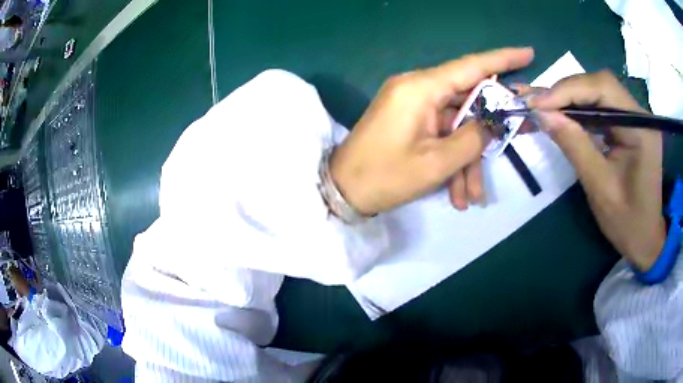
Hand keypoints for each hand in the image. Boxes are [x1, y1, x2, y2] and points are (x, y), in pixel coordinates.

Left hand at [330, 48, 534, 214]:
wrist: (342, 191)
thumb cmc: (384, 177)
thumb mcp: (437, 163)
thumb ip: (474, 138)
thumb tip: (494, 122)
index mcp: (421, 88)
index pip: (471, 65)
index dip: (502, 58)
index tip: (528, 53)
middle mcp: (417, 89)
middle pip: (468, 102)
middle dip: (487, 133)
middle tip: (514, 143)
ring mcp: (412, 105)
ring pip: (456, 127)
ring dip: (467, 162)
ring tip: (471, 198)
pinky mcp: (409, 121)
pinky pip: (440, 135)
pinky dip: (451, 162)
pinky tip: (456, 195)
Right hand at [526, 71, 664, 270]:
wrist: (645, 238)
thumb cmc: (627, 221)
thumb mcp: (600, 187)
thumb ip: (574, 146)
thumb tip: (542, 114)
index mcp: (640, 128)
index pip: (603, 88)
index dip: (568, 89)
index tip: (537, 103)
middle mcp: (639, 114)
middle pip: (598, 85)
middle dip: (565, 92)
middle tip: (535, 104)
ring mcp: (634, 118)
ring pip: (597, 93)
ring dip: (568, 99)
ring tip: (542, 108)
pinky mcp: (628, 125)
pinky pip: (600, 107)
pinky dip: (578, 110)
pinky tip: (562, 116)